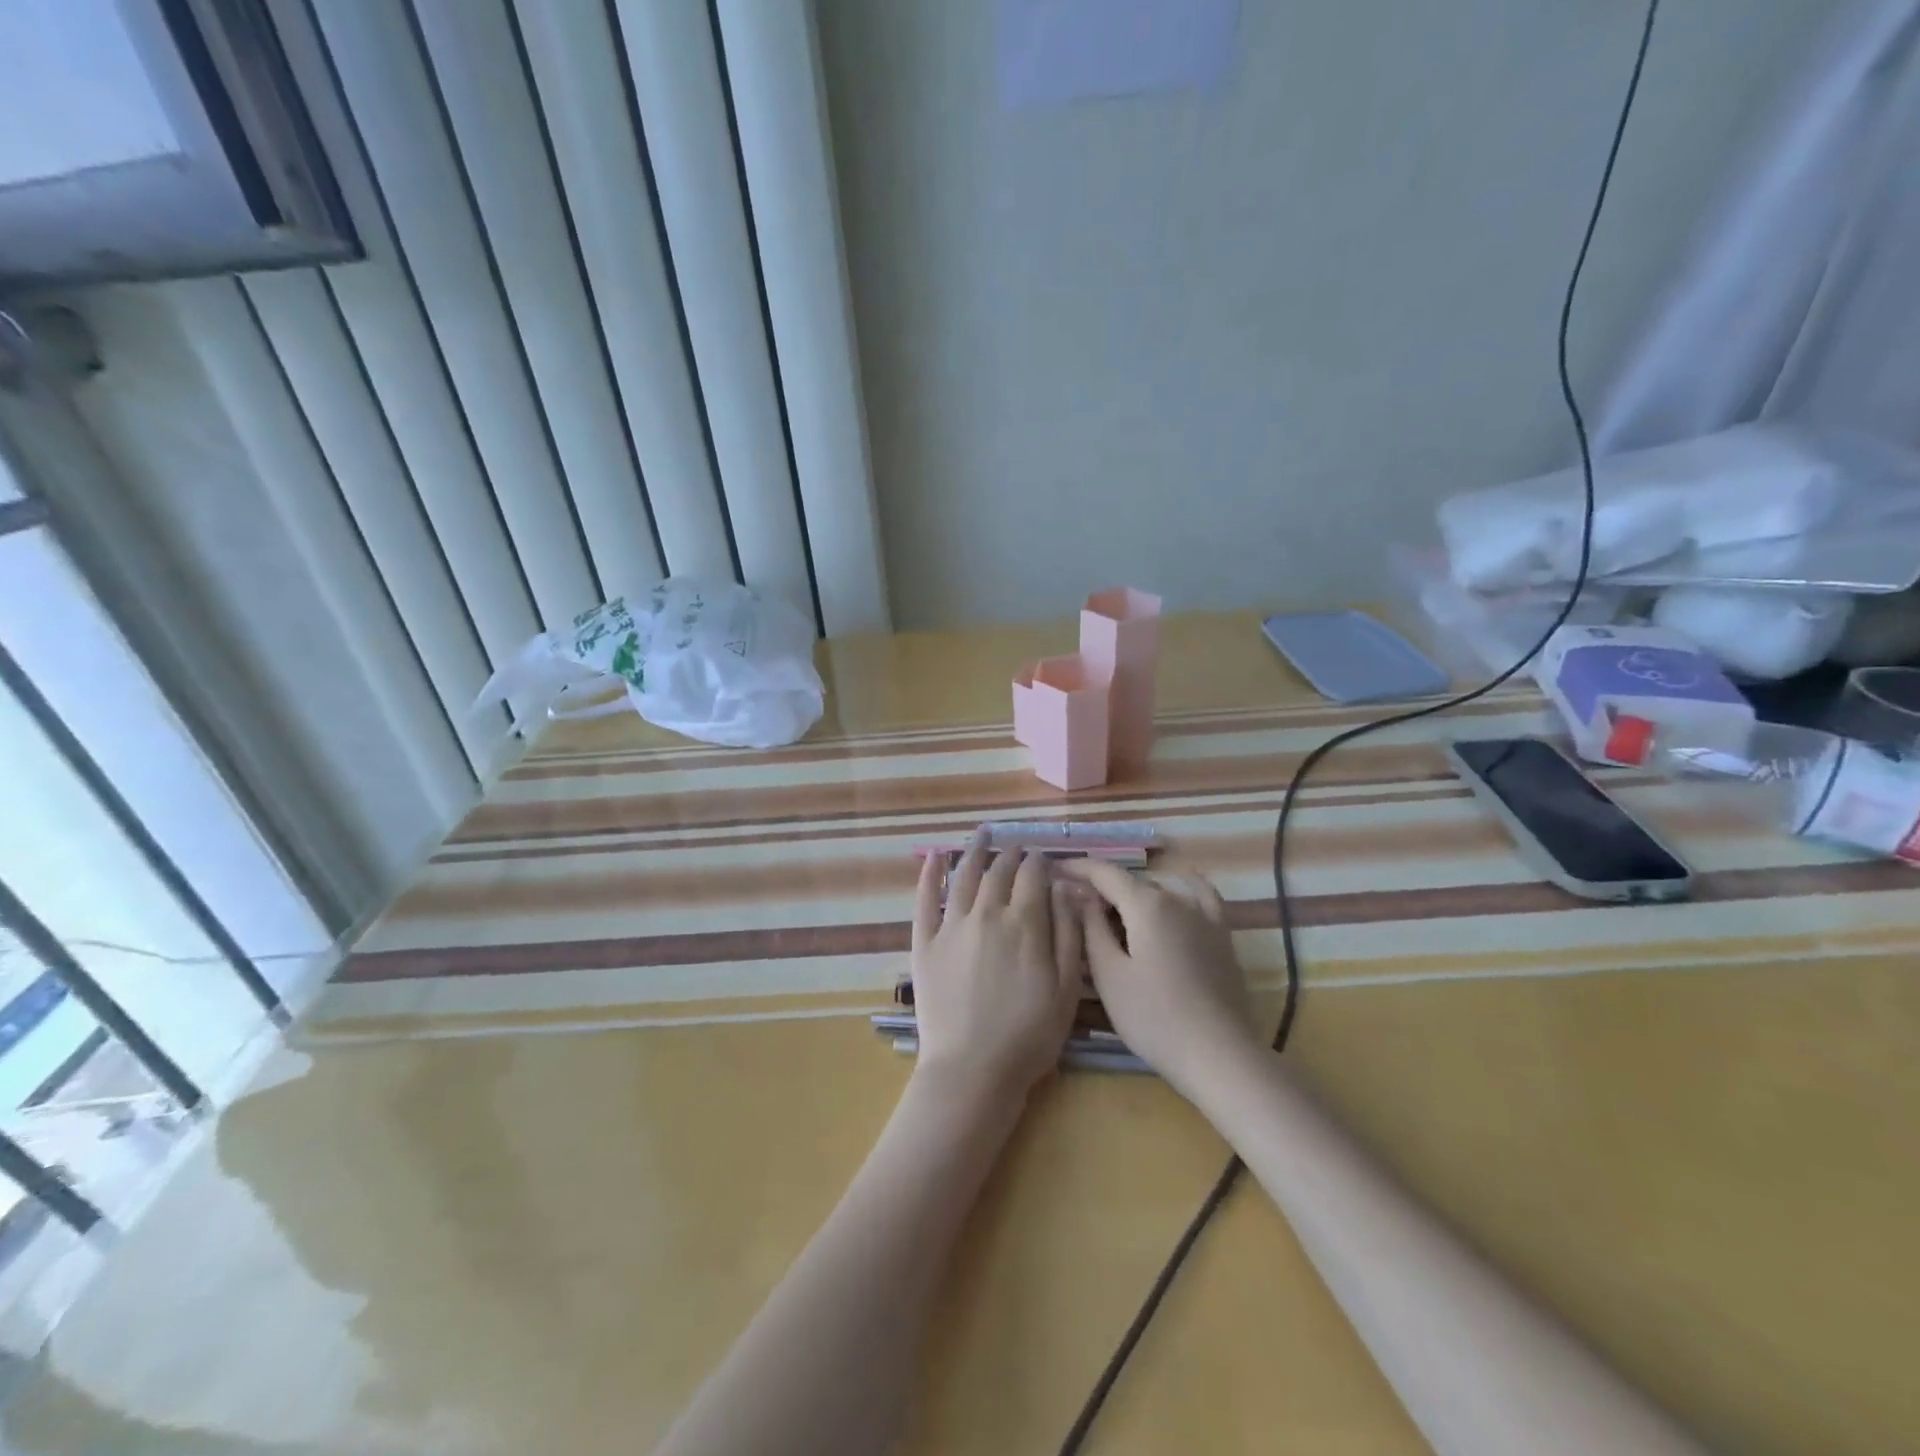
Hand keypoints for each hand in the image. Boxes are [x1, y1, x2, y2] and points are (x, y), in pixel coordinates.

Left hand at [910, 835, 1082, 1099]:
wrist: (972, 1070)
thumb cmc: (1029, 1035)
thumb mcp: (1066, 988)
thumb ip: (1068, 933)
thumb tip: (1066, 888)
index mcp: (1025, 923)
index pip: (1033, 875)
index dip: (1041, 862)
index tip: (1045, 858)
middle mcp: (987, 914)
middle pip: (1000, 871)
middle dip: (1012, 855)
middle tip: (1018, 848)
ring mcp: (951, 926)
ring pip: (964, 875)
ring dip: (974, 850)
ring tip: (983, 833)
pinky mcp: (925, 942)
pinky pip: (925, 899)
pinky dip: (930, 873)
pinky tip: (935, 856)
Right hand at [1055, 860, 1261, 1101]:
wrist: (1219, 1056)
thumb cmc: (1153, 1018)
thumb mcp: (1109, 975)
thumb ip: (1091, 927)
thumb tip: (1078, 893)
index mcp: (1145, 904)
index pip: (1104, 872)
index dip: (1077, 867)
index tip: (1053, 870)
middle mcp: (1176, 898)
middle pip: (1130, 883)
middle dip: (1101, 889)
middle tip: (1074, 908)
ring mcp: (1204, 916)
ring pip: (1160, 892)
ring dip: (1133, 896)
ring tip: (1113, 915)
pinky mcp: (1222, 936)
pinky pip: (1202, 897)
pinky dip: (1185, 887)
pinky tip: (1182, 885)